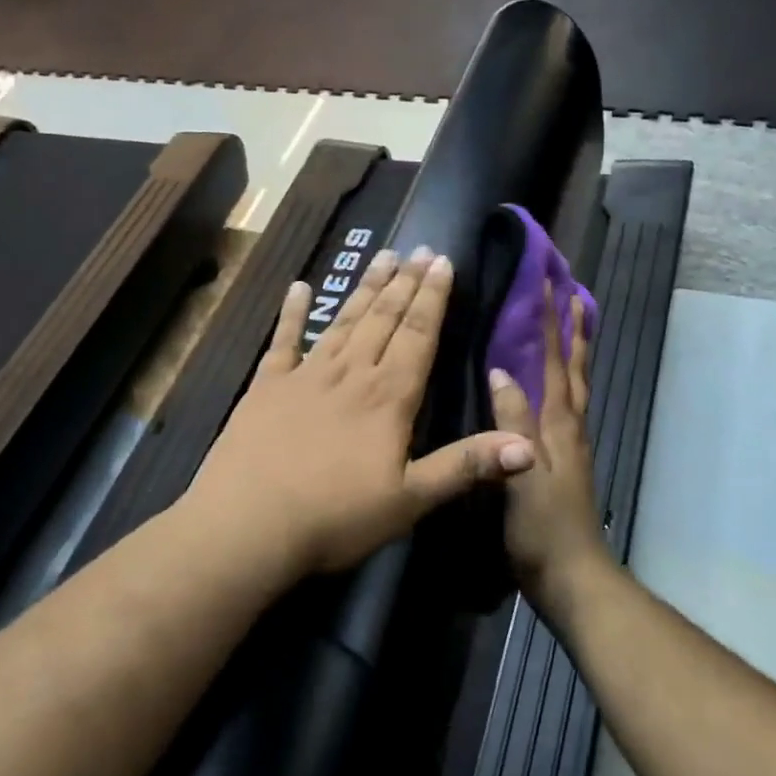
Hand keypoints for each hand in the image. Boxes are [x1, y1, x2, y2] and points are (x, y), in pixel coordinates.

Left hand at [183, 246, 536, 577]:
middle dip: (405, 283)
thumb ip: (466, 466)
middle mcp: (351, 374)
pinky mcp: (266, 387)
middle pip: (384, 319)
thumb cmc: (335, 517)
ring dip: (365, 288)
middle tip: (419, 248)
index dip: (433, 298)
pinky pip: (284, 341)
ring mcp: (305, 376)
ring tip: (382, 256)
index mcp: (388, 397)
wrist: (247, 526)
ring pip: (344, 321)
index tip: (443, 261)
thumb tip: (529, 447)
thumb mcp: (410, 499)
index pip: (419, 335)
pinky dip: (292, 313)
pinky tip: (299, 287)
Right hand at [488, 293, 609, 609]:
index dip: (553, 323)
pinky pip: (565, 408)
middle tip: (573, 293)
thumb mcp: (523, 474)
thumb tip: (502, 371)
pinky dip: (563, 383)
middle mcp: (570, 427)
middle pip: (575, 368)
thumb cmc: (543, 529)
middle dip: (574, 329)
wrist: (571, 576)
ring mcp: (570, 445)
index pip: (556, 362)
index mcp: (560, 425)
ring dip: (574, 352)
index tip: (551, 284)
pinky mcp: (563, 462)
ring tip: (570, 326)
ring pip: (574, 386)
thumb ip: (513, 424)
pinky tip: (548, 388)